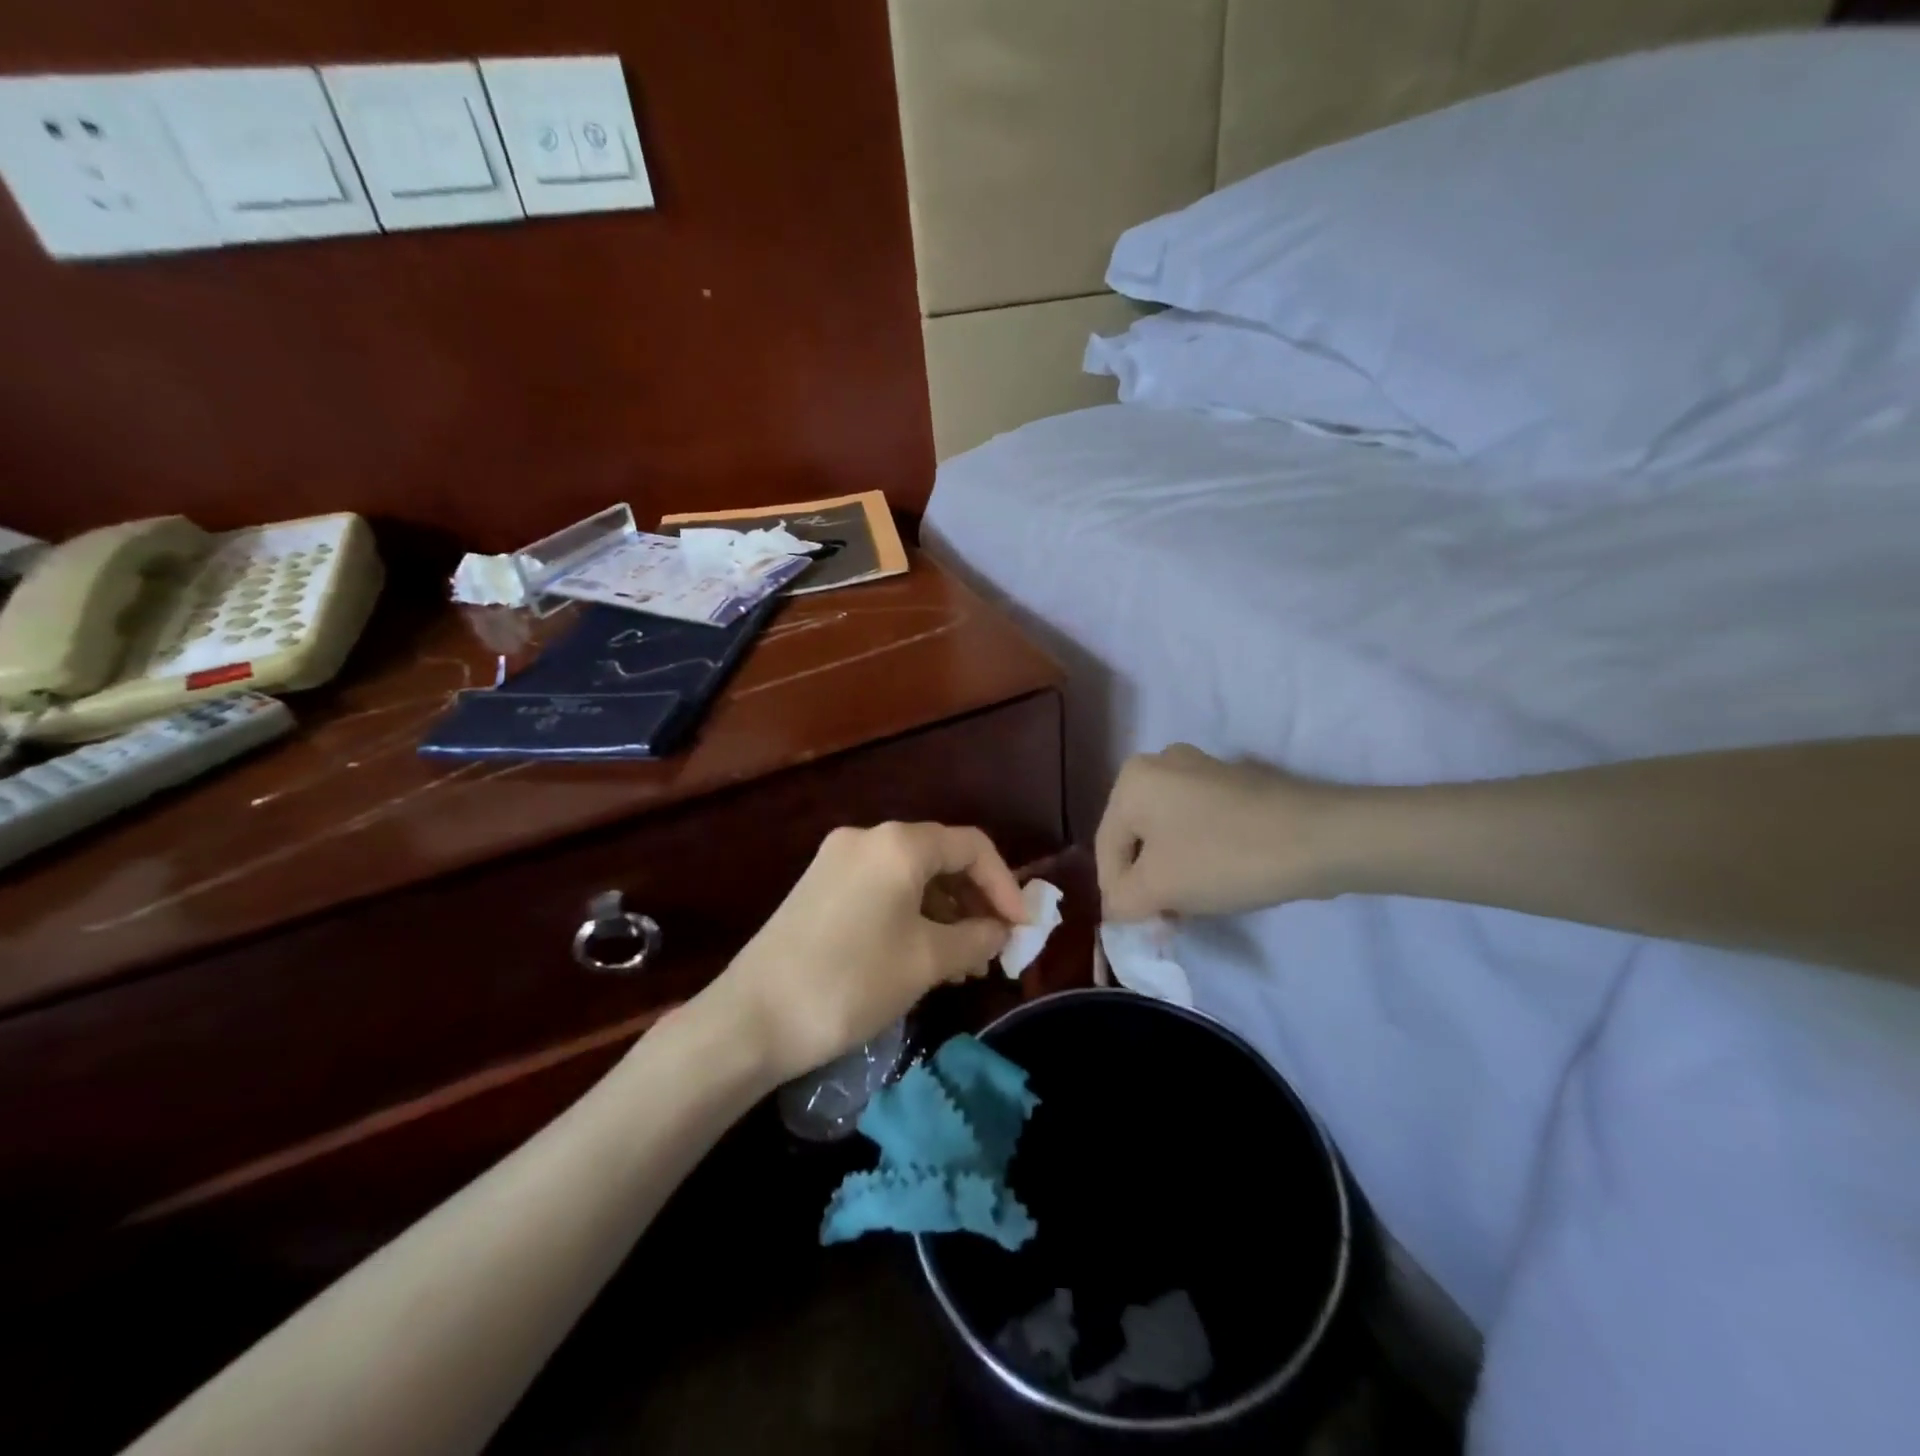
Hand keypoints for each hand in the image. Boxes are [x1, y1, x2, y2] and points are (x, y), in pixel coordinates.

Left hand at [711, 823, 1026, 1082]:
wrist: (751, 1018)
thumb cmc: (851, 982)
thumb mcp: (926, 961)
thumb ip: (975, 938)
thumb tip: (1000, 932)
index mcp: (898, 844)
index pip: (971, 846)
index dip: (1005, 884)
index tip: (1020, 929)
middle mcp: (867, 838)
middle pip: (940, 856)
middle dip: (974, 900)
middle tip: (993, 947)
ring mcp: (836, 860)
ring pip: (910, 875)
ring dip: (943, 911)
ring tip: (961, 962)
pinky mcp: (818, 886)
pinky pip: (881, 888)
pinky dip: (910, 914)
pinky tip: (921, 953)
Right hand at [1095, 744, 1339, 920]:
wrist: (1321, 837)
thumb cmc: (1224, 857)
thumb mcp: (1158, 888)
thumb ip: (1121, 902)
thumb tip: (1117, 909)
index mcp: (1132, 779)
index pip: (1107, 848)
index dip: (1117, 895)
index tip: (1139, 929)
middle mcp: (1160, 762)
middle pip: (1137, 837)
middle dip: (1145, 881)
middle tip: (1165, 919)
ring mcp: (1201, 768)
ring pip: (1168, 831)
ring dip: (1172, 871)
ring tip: (1193, 905)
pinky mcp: (1235, 783)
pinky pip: (1198, 822)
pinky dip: (1198, 852)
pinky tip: (1218, 878)